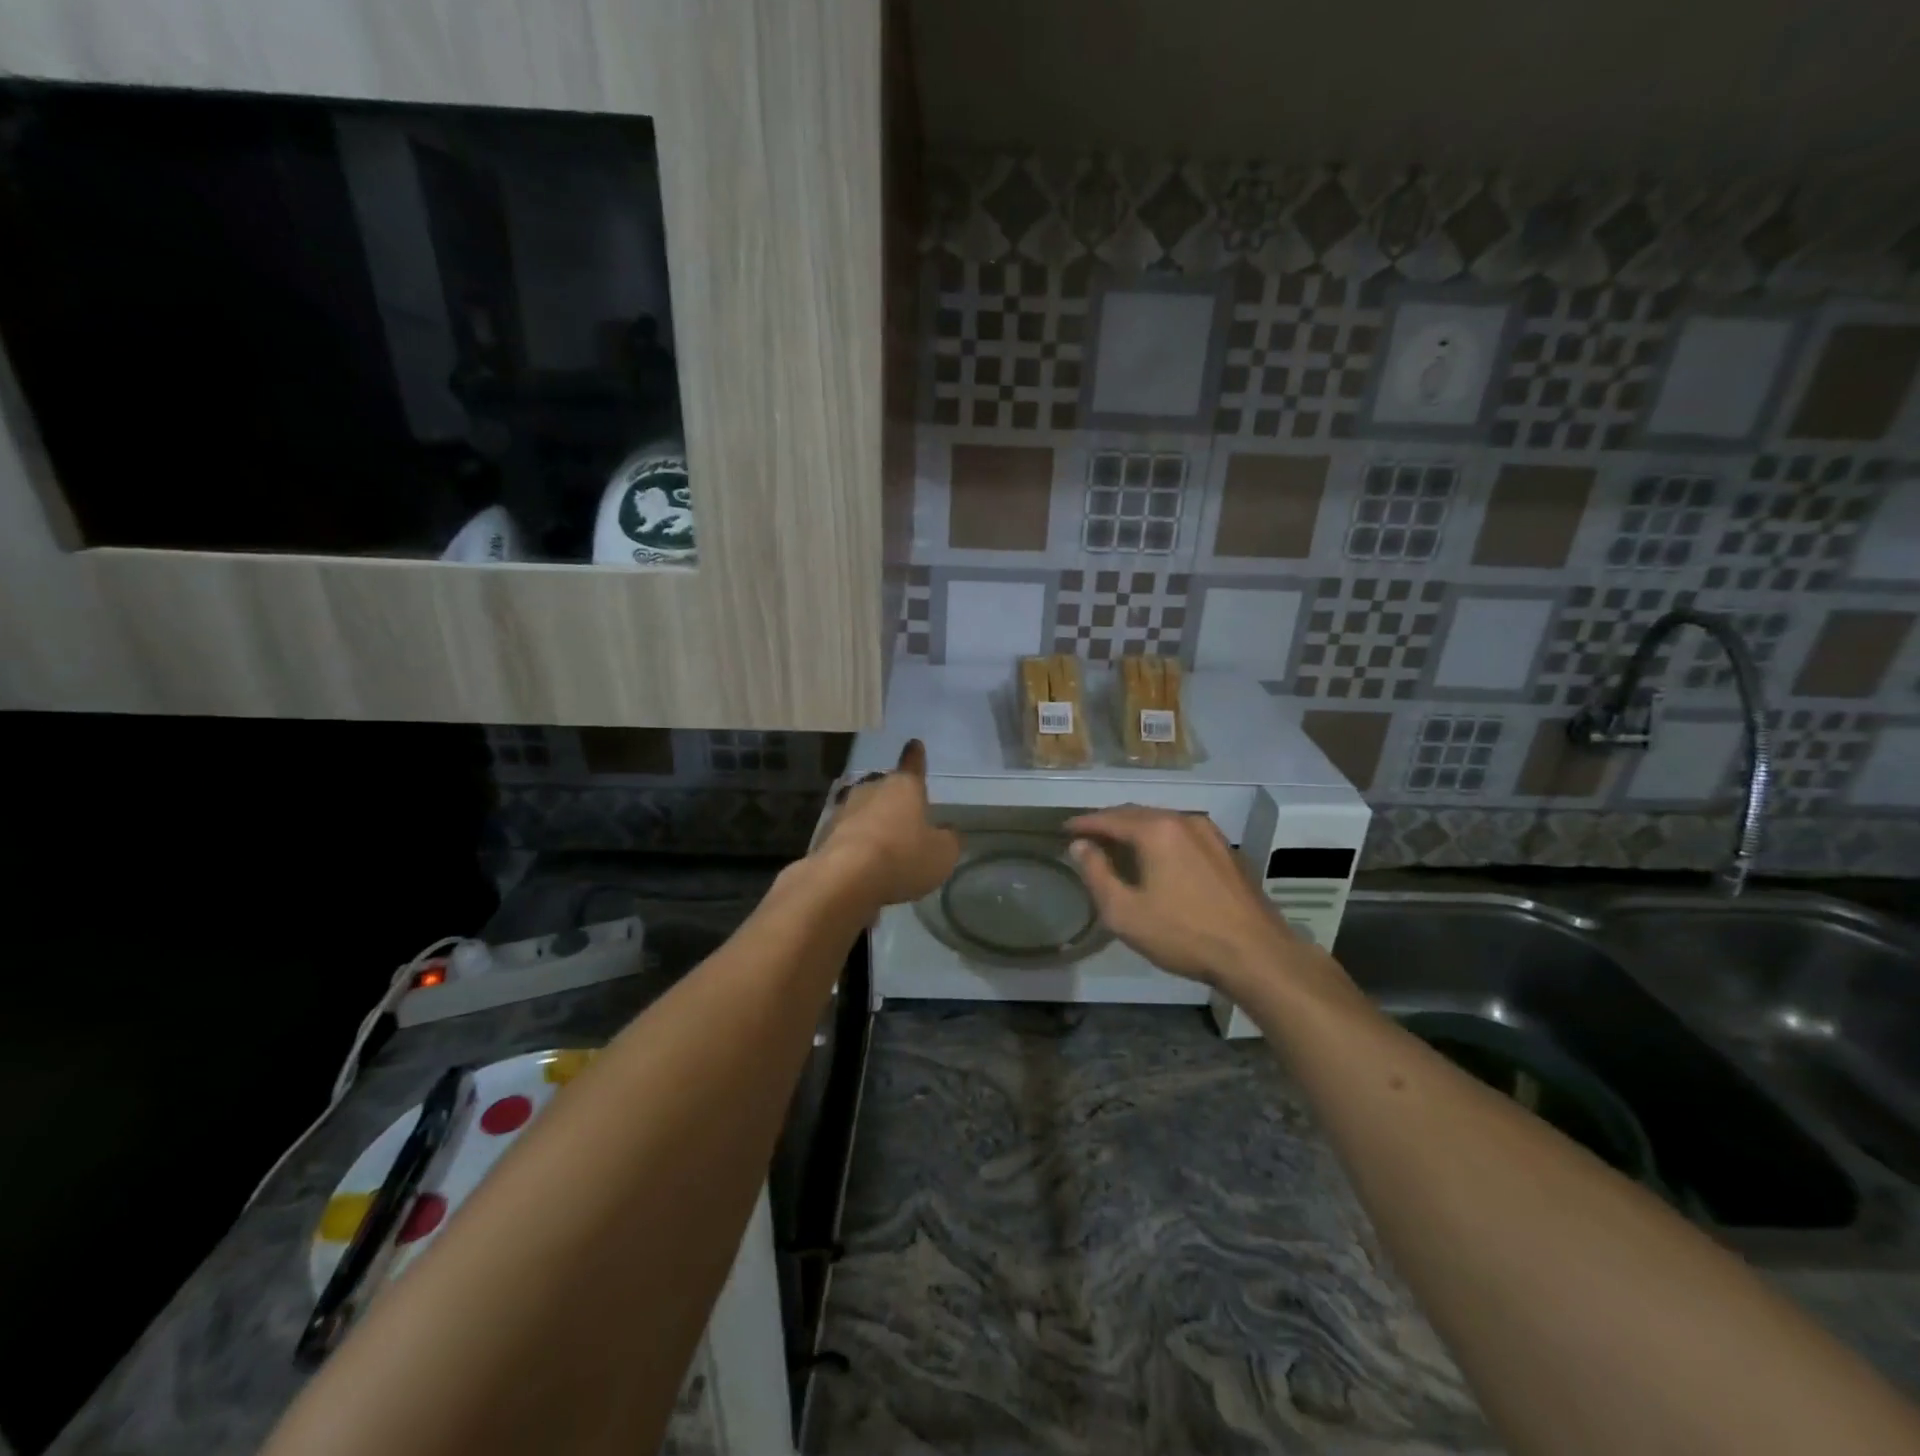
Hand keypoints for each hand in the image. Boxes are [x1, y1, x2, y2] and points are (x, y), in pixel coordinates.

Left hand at [815, 740, 959, 909]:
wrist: (844, 879)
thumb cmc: (902, 857)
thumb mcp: (942, 854)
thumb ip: (948, 839)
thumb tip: (947, 831)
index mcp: (904, 787)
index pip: (913, 765)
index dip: (916, 756)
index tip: (914, 743)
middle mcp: (871, 789)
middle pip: (886, 789)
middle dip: (894, 800)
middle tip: (904, 819)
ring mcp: (844, 810)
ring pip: (864, 811)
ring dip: (873, 824)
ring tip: (884, 848)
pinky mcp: (824, 834)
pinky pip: (848, 835)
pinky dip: (856, 845)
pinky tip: (862, 865)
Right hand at [1066, 807, 1297, 990]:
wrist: (1257, 954)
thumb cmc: (1184, 934)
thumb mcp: (1125, 912)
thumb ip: (1096, 874)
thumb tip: (1080, 845)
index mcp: (1156, 830)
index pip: (1109, 817)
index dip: (1084, 823)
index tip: (1064, 829)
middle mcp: (1184, 820)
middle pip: (1136, 813)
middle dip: (1109, 822)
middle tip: (1087, 835)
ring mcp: (1210, 834)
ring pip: (1162, 822)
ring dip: (1136, 829)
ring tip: (1117, 845)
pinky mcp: (1226, 851)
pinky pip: (1182, 834)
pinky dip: (1160, 839)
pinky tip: (1156, 857)